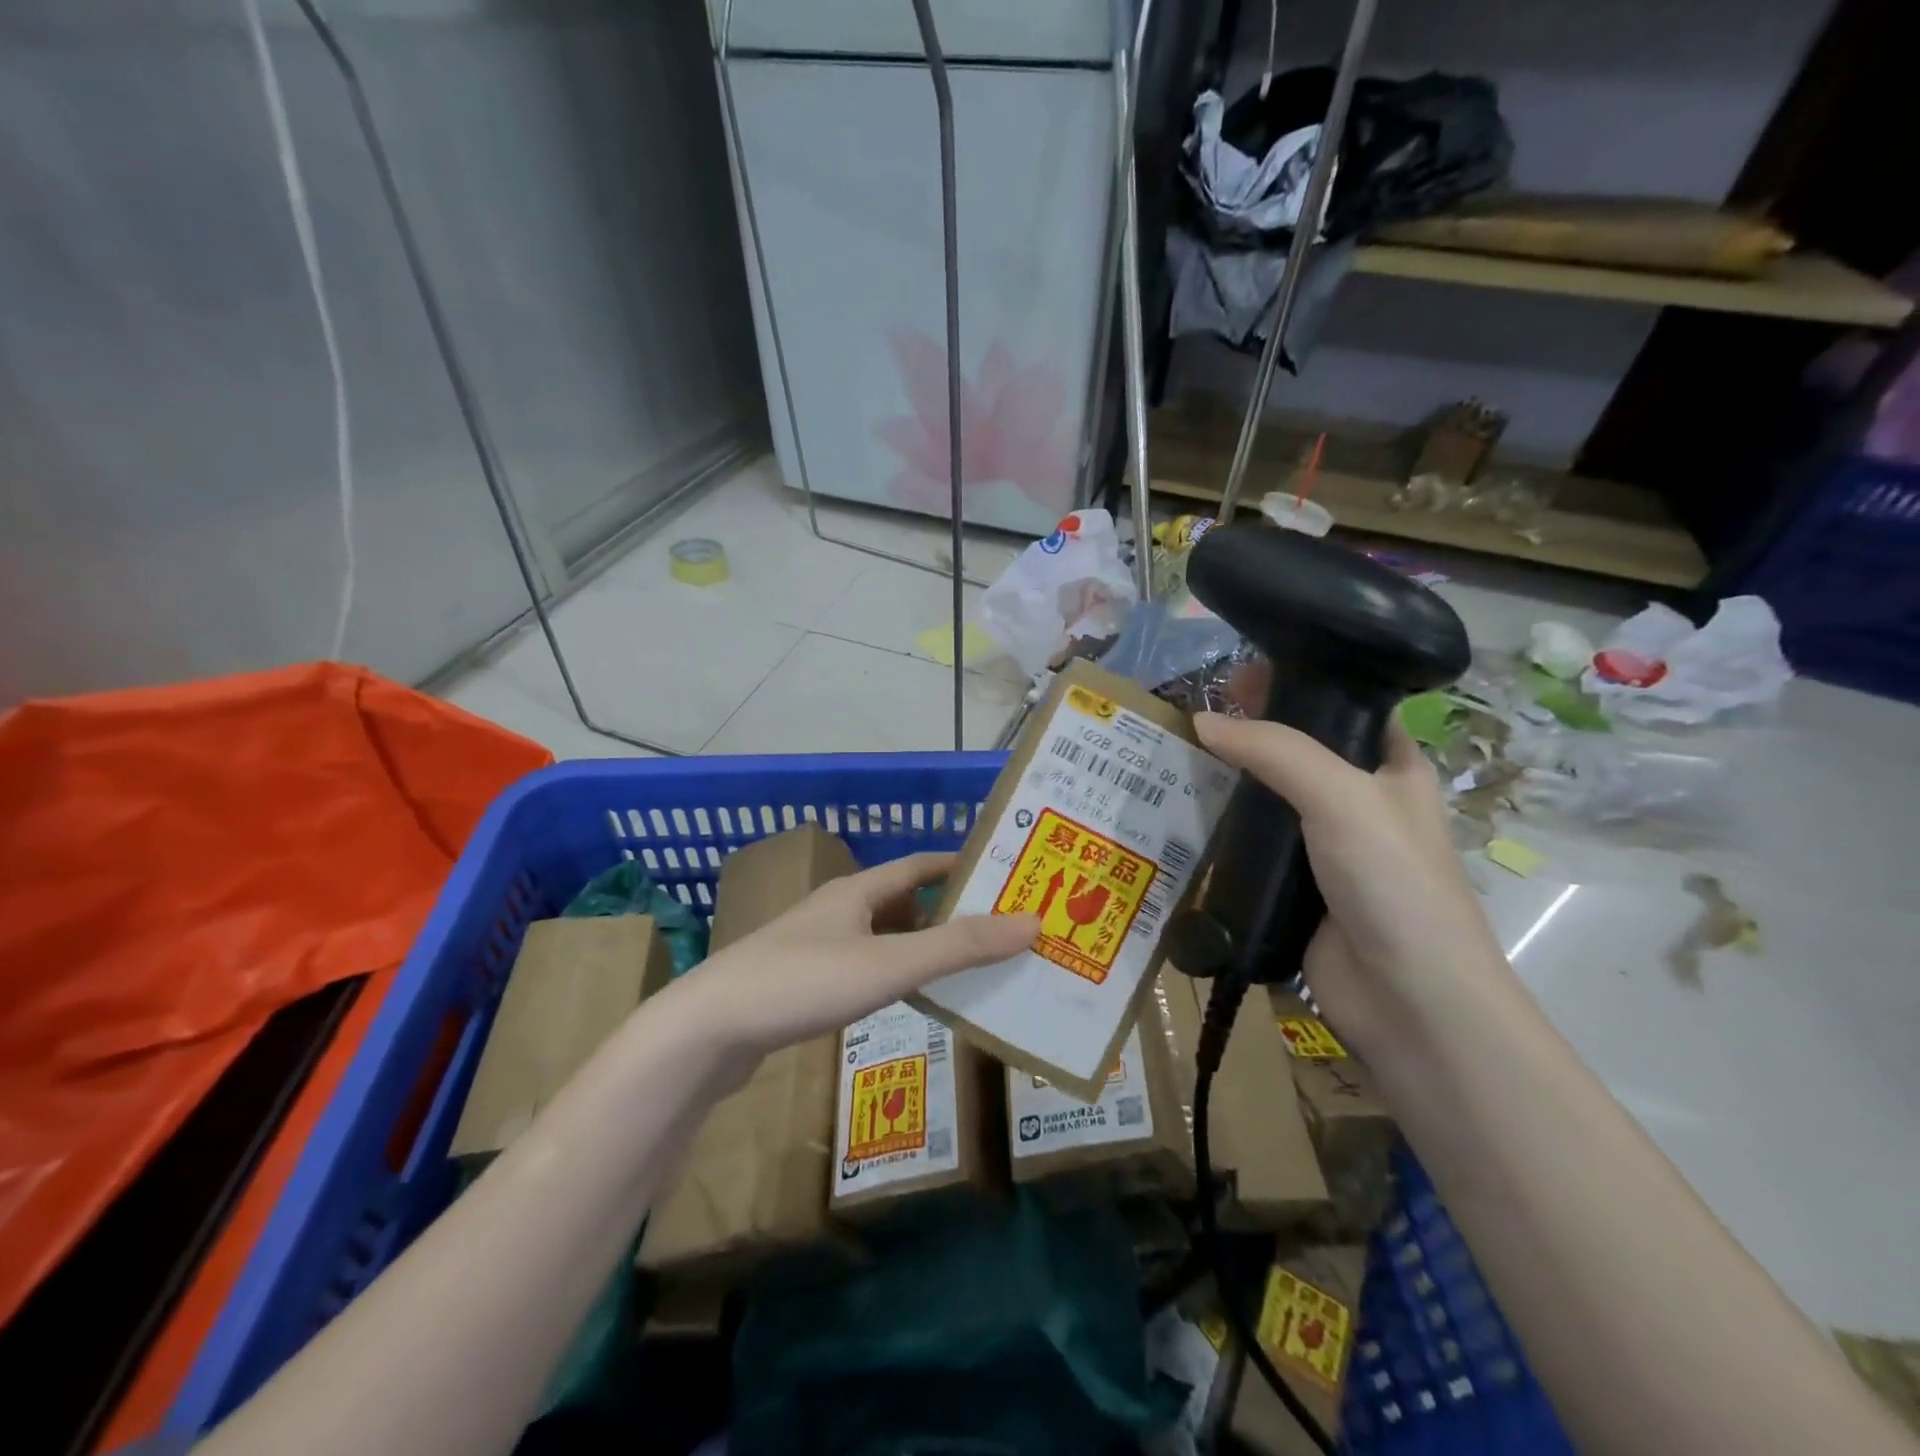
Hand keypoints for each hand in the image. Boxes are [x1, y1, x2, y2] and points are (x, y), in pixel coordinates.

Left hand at [668, 852, 1038, 1063]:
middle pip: (901, 901)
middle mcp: (835, 911)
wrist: (706, 1031)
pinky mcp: (798, 984)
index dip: (959, 865)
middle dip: (947, 911)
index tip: (1001, 873)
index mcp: (855, 892)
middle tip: (995, 929)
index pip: (918, 865)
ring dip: (919, 946)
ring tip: (963, 967)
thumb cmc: (802, 983)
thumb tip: (1031, 922)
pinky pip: (861, 968)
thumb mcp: (889, 964)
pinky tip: (904, 999)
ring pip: (880, 937)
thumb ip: (959, 947)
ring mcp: (812, 947)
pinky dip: (891, 974)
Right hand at [1193, 711, 1509, 1052]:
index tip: (1236, 675)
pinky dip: (1219, 829)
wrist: (1408, 999)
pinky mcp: (1291, 885)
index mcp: (1391, 767)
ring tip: (1172, 758)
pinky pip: (1249, 844)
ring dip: (1226, 781)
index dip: (1295, 683)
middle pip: (1295, 750)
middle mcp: (1357, 800)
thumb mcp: (1341, 797)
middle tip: (1190, 717)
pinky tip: (1180, 814)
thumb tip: (1201, 721)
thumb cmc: (1393, 881)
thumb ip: (1274, 751)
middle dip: (1247, 732)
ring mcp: (1322, 846)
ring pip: (1266, 798)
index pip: (1343, 705)